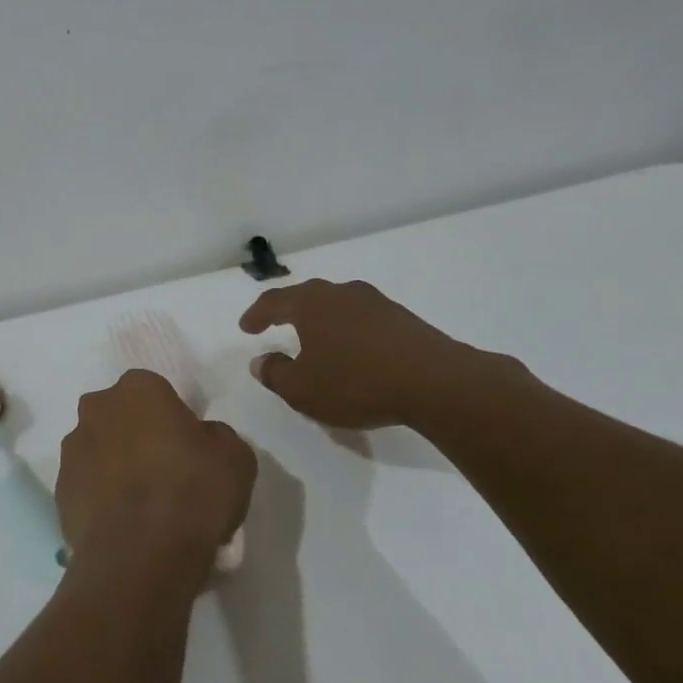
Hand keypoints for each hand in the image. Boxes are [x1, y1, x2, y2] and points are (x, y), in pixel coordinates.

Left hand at [56, 370, 254, 593]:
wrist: (140, 555)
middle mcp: (95, 409)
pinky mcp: (59, 492)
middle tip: (166, 474)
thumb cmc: (192, 491)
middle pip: (120, 418)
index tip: (188, 449)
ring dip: (116, 469)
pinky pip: (87, 488)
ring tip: (144, 509)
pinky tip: (125, 527)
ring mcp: (71, 451)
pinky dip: (102, 501)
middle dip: (137, 438)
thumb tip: (203, 439)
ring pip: (99, 452)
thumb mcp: (235, 457)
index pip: (155, 391)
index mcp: (136, 389)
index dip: (172, 419)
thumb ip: (216, 436)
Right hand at [239, 279, 488, 430]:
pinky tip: (352, 351)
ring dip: (321, 321)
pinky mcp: (403, 319)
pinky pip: (362, 320)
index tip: (246, 327)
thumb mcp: (302, 389)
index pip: (273, 301)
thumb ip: (275, 373)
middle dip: (288, 311)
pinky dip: (348, 331)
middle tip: (275, 324)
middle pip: (306, 297)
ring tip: (315, 339)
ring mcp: (376, 303)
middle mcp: (341, 293)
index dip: (256, 315)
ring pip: (337, 306)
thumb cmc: (357, 382)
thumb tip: (260, 361)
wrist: (436, 383)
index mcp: (311, 303)